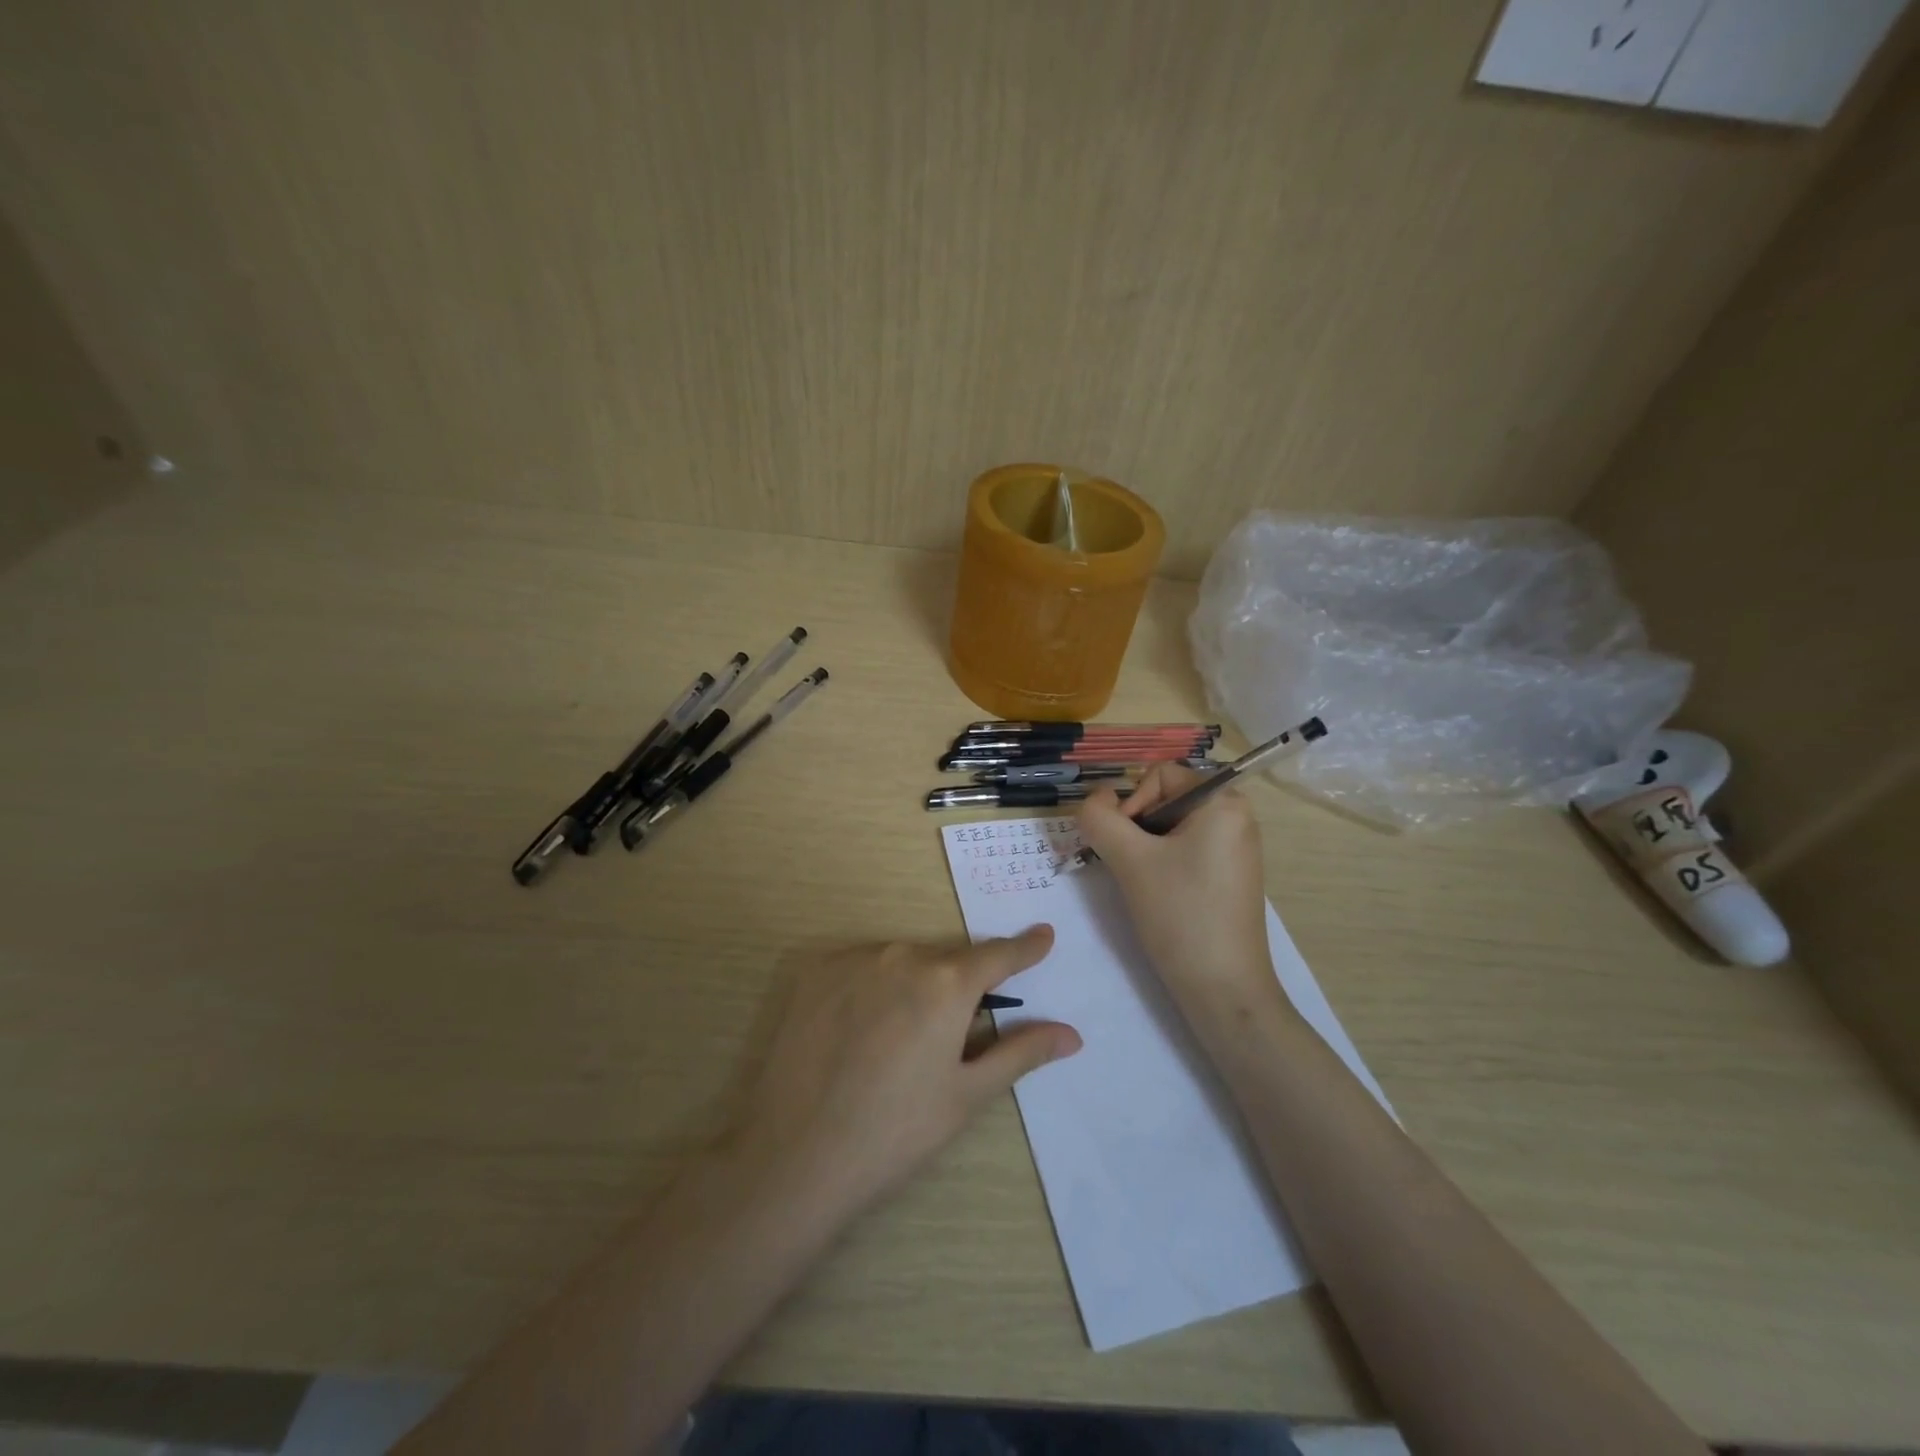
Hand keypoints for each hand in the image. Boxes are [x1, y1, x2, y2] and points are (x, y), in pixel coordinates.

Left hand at [731, 928, 1079, 1220]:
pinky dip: (873, 986)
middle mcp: (902, 955)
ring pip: (903, 962)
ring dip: (914, 985)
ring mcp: (854, 959)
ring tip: (899, 1041)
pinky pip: (862, 966)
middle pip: (947, 960)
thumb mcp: (967, 1095)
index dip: (1025, 948)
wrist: (795, 1154)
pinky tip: (860, 1030)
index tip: (1044, 936)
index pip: (998, 955)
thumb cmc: (895, 1131)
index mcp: (947, 983)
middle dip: (959, 985)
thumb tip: (1071, 1034)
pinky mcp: (815, 971)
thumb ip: (1021, 1053)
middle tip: (954, 1032)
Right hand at [1078, 764, 1287, 1021]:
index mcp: (1223, 802)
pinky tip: (1159, 895)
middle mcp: (1236, 816)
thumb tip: (1095, 799)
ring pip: (1171, 828)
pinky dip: (1163, 864)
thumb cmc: (1181, 915)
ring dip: (1145, 848)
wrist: (1224, 990)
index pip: (1159, 775)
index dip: (1132, 804)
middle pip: (1165, 799)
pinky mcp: (1230, 875)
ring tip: (1143, 884)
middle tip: (1130, 867)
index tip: (1126, 847)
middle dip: (1137, 828)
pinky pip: (1186, 850)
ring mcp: (1236, 848)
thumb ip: (1100, 818)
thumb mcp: (1130, 860)